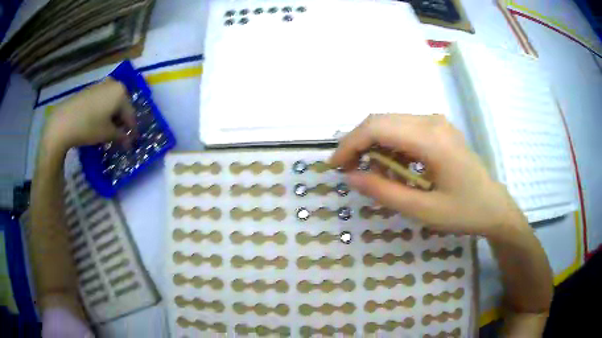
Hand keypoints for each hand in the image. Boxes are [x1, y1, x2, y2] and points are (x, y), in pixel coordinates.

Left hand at [44, 78, 135, 150]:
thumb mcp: (107, 134)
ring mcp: (100, 85)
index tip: (131, 142)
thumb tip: (129, 142)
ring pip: (111, 103)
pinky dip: (103, 112)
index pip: (131, 114)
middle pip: (121, 106)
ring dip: (112, 117)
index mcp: (121, 92)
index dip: (131, 131)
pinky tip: (97, 123)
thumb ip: (121, 136)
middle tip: (119, 137)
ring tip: (108, 131)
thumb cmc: (88, 126)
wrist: (62, 122)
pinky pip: (101, 101)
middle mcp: (113, 84)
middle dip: (121, 122)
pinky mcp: (89, 90)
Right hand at [330, 114, 525, 238]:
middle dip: (357, 142)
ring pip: (390, 122)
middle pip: (381, 120)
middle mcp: (432, 121)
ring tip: (369, 171)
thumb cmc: (463, 212)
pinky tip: (392, 166)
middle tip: (347, 169)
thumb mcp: (422, 210)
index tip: (335, 166)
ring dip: (373, 143)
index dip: (350, 144)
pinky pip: (404, 128)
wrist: (493, 206)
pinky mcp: (438, 128)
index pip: (378, 128)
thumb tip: (350, 177)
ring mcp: (437, 122)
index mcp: (432, 140)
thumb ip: (384, 192)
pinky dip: (389, 145)